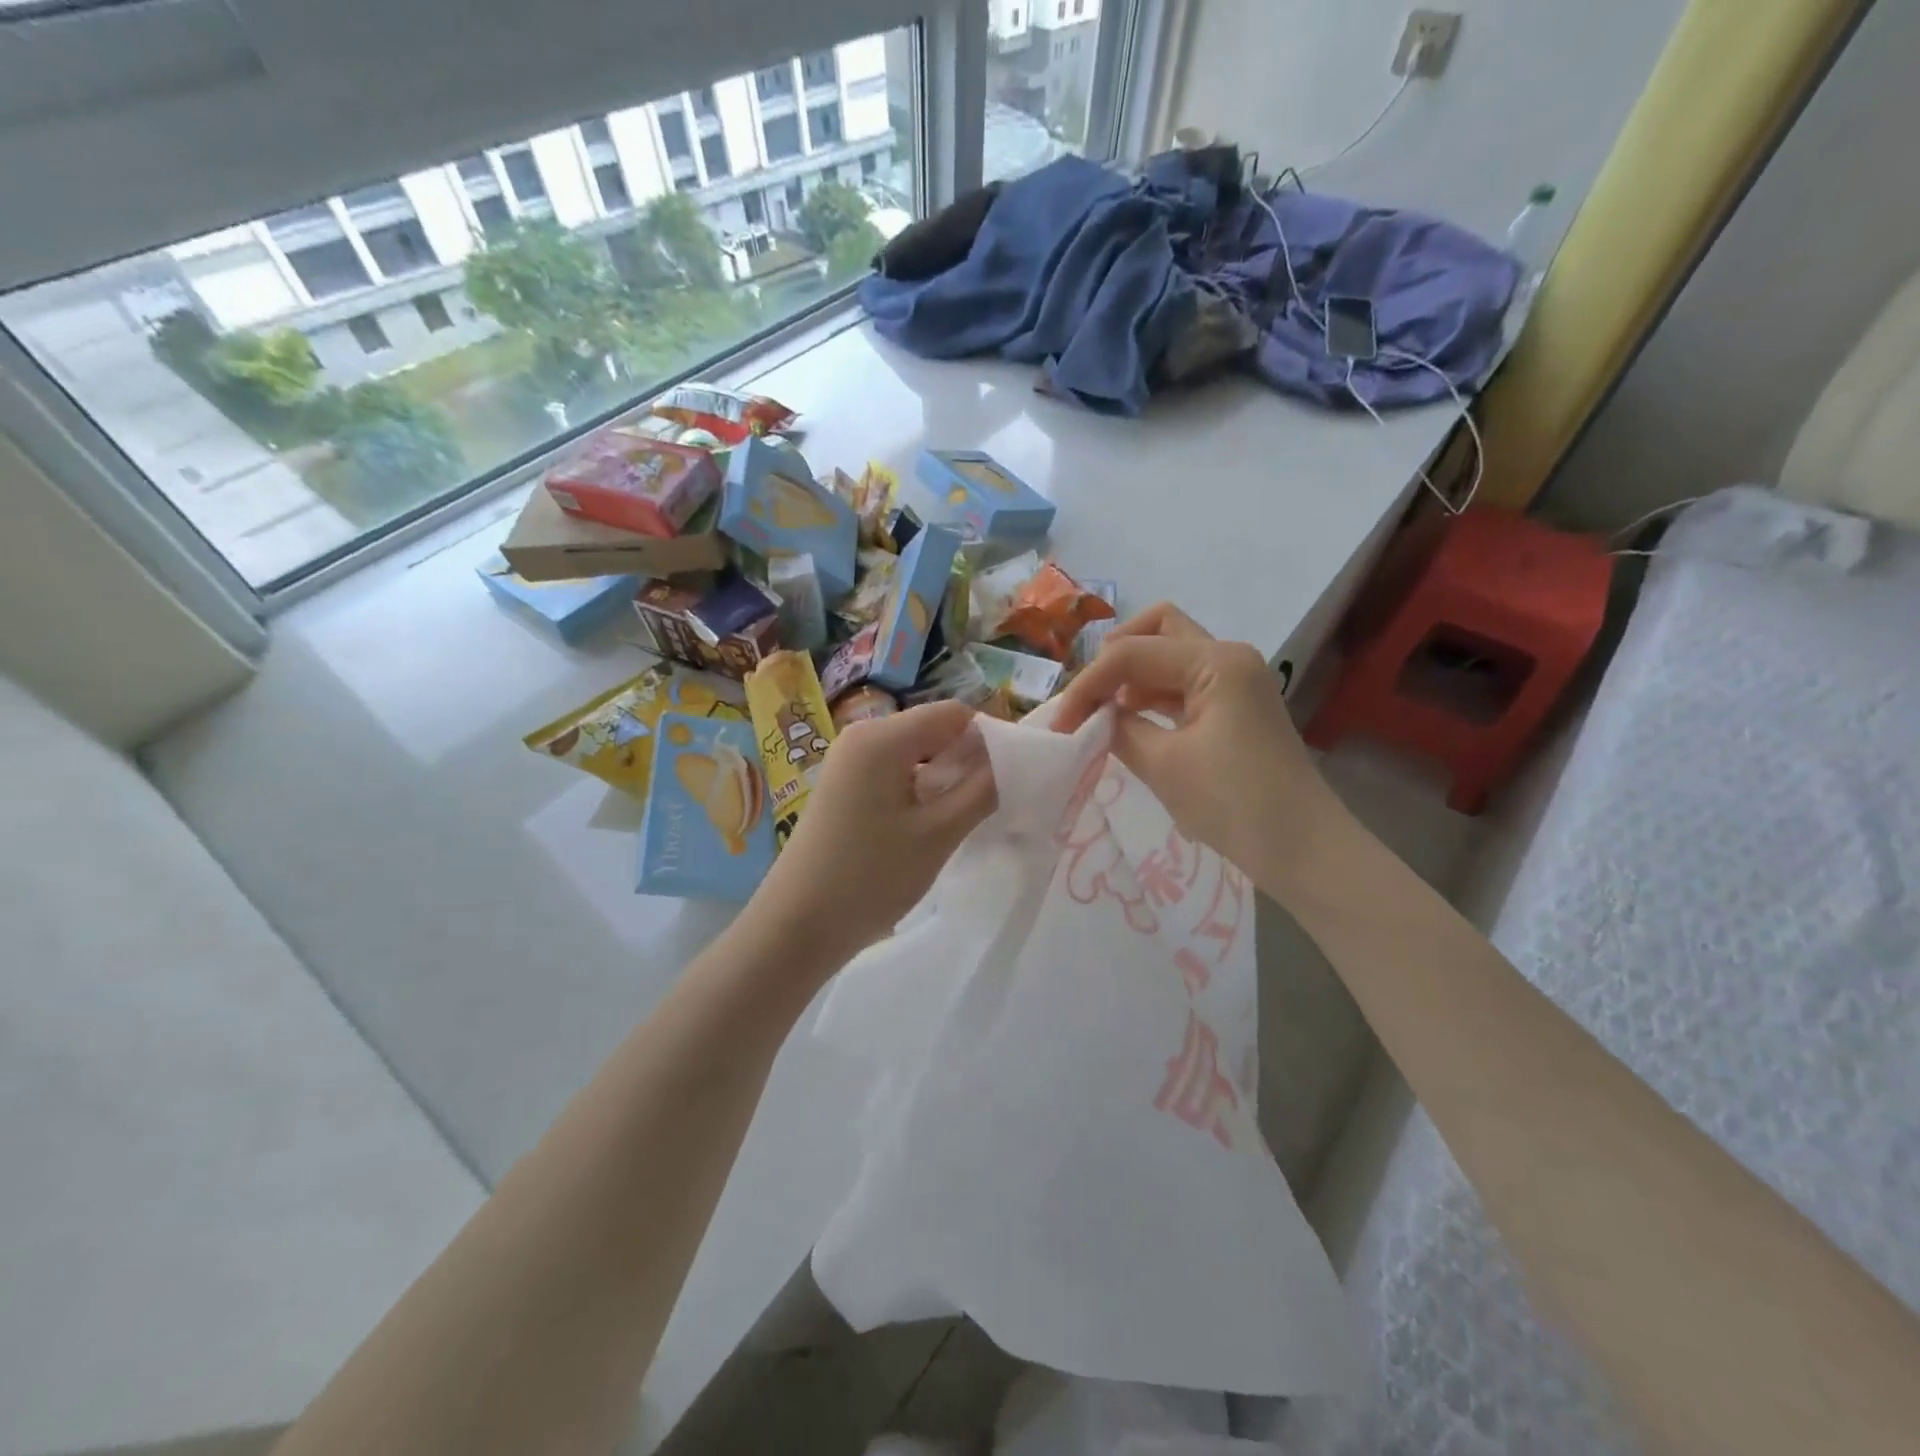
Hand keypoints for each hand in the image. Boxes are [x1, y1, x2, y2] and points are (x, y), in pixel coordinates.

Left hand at [750, 701, 995, 959]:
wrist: (796, 926)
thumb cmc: (870, 877)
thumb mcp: (938, 834)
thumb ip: (983, 789)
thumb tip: (1011, 757)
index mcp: (882, 736)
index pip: (954, 713)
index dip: (989, 740)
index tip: (1010, 780)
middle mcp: (862, 736)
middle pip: (934, 730)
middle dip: (967, 760)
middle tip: (991, 805)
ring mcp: (848, 762)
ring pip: (916, 754)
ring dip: (945, 779)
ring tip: (961, 820)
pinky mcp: (844, 787)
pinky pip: (895, 773)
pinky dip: (920, 791)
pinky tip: (929, 827)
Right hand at [1054, 603, 1348, 883]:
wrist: (1300, 847)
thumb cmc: (1232, 803)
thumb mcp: (1162, 765)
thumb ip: (1119, 729)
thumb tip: (1095, 717)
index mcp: (1216, 661)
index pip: (1132, 652)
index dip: (1089, 684)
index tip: (1060, 723)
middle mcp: (1228, 657)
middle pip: (1158, 629)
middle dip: (1115, 655)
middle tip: (1089, 696)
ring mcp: (1236, 680)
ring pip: (1171, 654)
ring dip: (1133, 675)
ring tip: (1102, 713)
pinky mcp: (1236, 706)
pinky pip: (1183, 683)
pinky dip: (1152, 695)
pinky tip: (1130, 722)